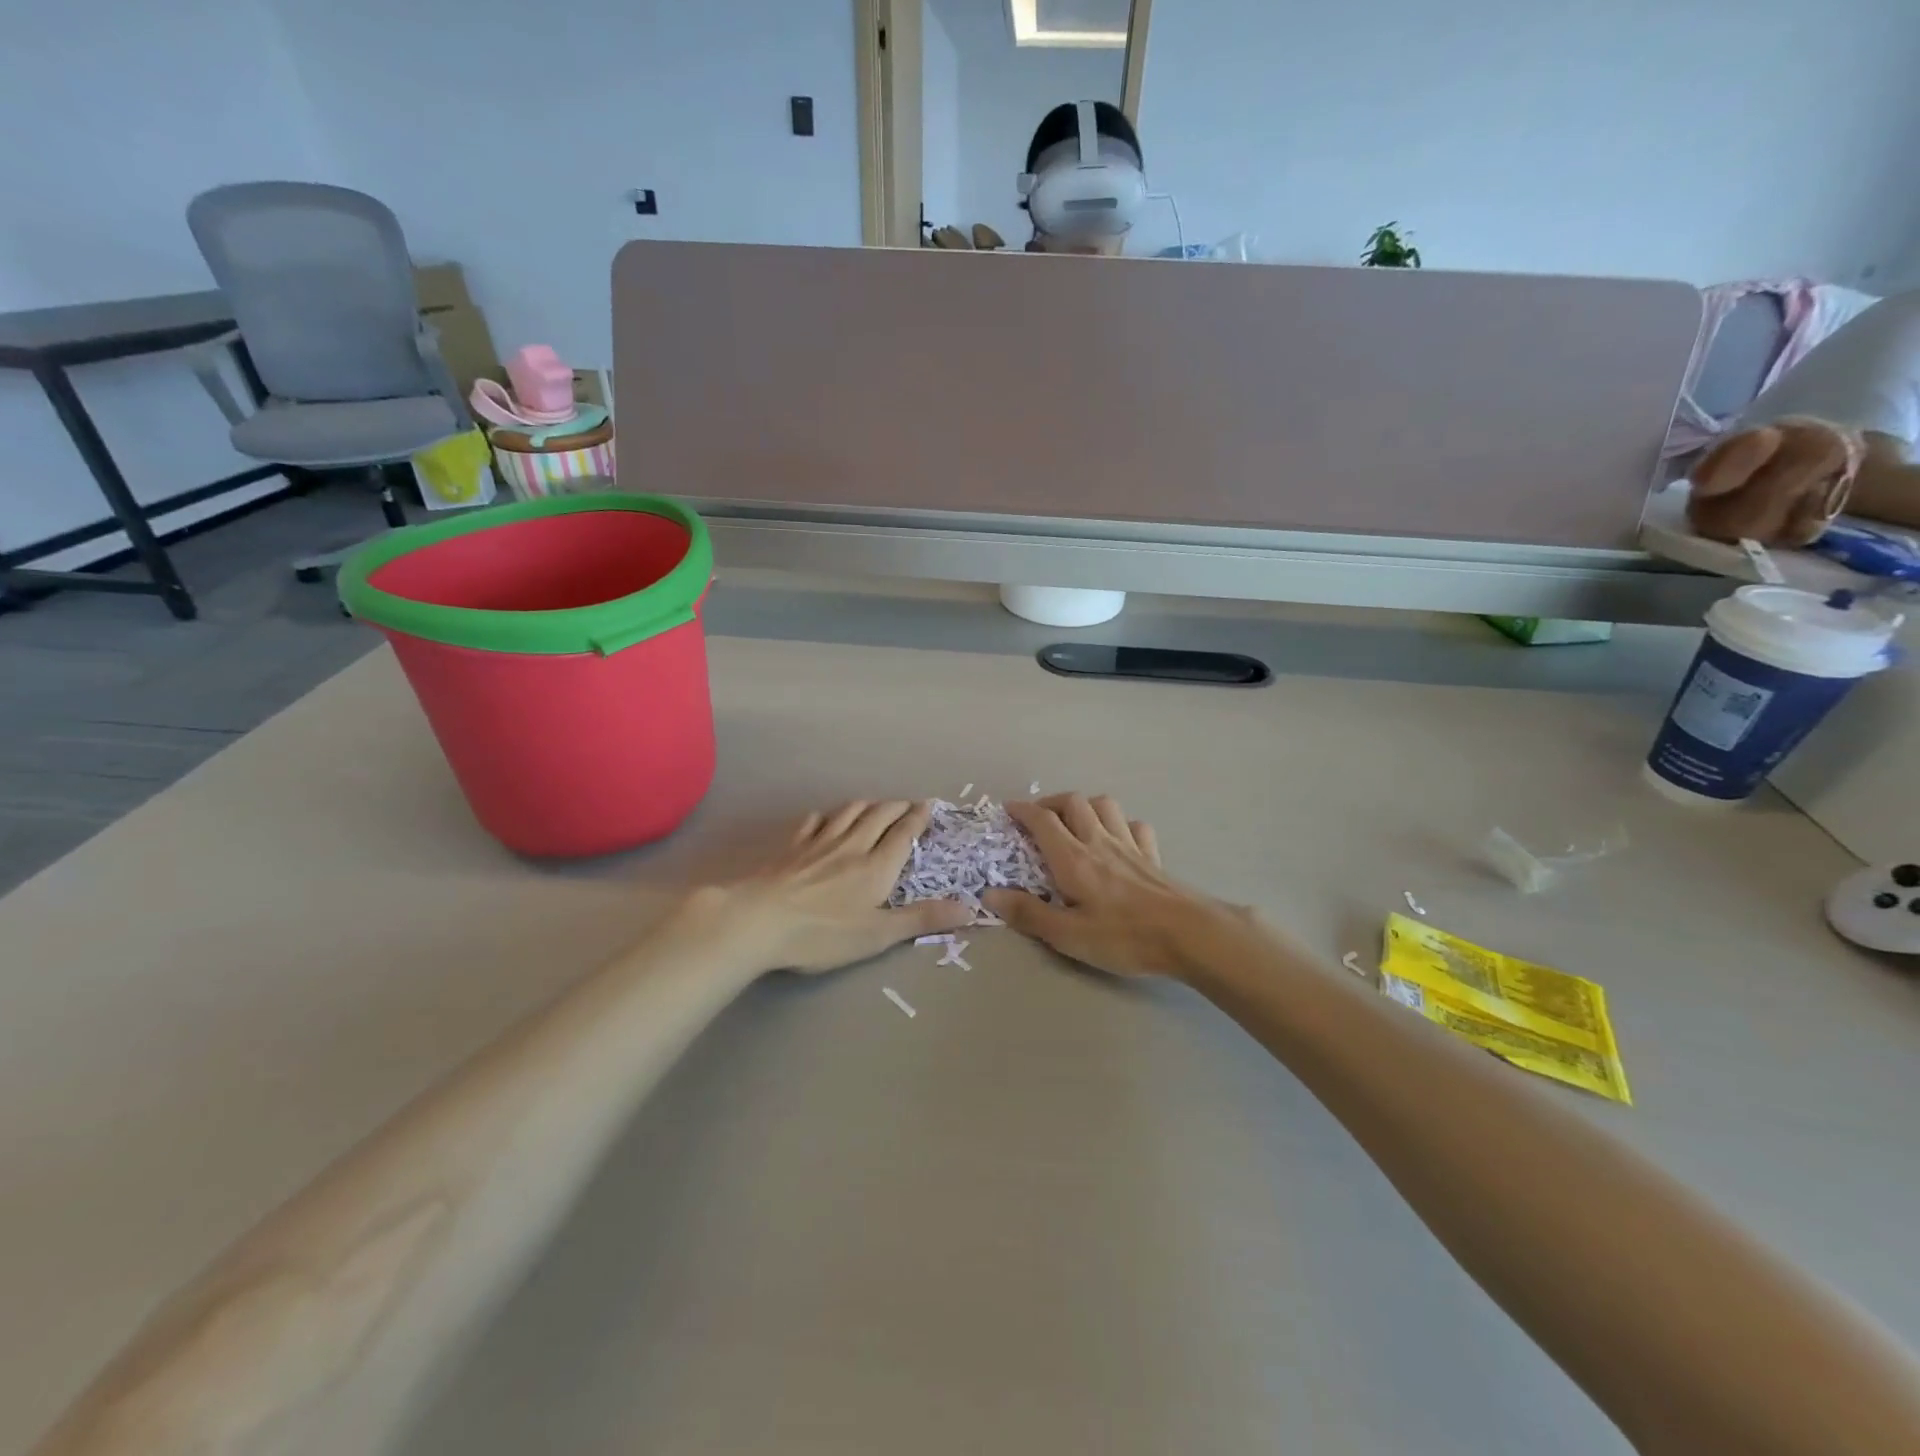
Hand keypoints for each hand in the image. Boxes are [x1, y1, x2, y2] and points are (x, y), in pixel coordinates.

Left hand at [712, 801, 971, 973]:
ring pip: (848, 813)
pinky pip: (813, 822)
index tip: (929, 806)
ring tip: (876, 805)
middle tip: (909, 804)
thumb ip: (922, 919)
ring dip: (867, 805)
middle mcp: (851, 846)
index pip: (903, 834)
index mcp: (876, 866)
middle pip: (878, 816)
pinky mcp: (791, 847)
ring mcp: (818, 843)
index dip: (918, 818)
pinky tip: (824, 819)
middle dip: (897, 807)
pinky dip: (826, 816)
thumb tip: (969, 908)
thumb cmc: (822, 933)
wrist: (758, 920)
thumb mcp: (878, 934)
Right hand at [982, 794, 1237, 978]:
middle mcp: (1099, 842)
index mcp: (1073, 858)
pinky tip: (1117, 838)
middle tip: (1037, 817)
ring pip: (1105, 805)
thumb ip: (1028, 913)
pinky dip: (1121, 823)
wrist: (1188, 934)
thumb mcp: (1068, 935)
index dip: (1022, 810)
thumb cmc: (1123, 936)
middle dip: (1050, 802)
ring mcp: (1129, 845)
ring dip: (1085, 805)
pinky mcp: (1153, 856)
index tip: (1007, 810)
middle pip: (1073, 802)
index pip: (1043, 820)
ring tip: (1075, 822)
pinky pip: (1135, 825)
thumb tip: (990, 894)